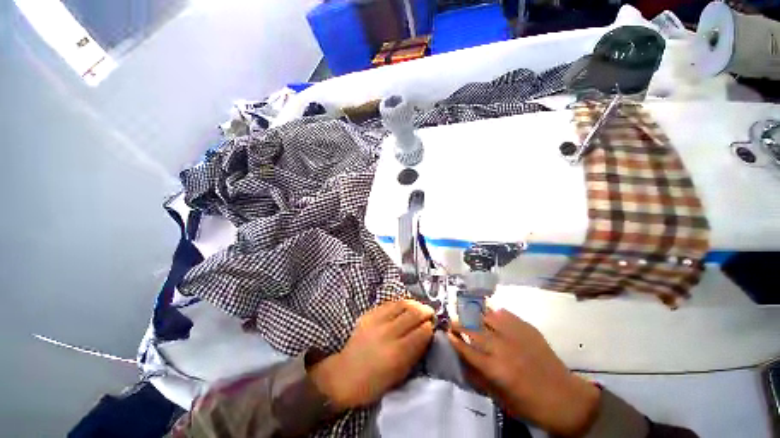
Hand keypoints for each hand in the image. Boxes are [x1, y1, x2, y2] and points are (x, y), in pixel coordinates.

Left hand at [310, 300, 433, 409]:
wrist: (346, 374)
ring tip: (418, 307)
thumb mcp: (400, 374)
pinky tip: (403, 308)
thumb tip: (427, 333)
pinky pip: (389, 304)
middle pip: (413, 313)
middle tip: (429, 313)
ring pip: (402, 304)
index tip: (433, 325)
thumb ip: (415, 352)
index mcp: (397, 353)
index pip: (421, 332)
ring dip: (414, 304)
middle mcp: (388, 333)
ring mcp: (377, 321)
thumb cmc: (375, 382)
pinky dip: (400, 304)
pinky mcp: (369, 314)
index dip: (430, 326)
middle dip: (425, 311)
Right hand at [448, 309, 599, 436]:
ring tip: (467, 311)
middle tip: (452, 319)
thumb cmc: (530, 405)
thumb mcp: (501, 399)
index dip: (454, 339)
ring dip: (474, 314)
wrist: (565, 398)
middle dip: (459, 323)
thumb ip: (479, 379)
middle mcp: (500, 347)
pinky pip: (504, 313)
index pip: (465, 348)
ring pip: (486, 316)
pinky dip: (494, 312)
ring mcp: (514, 335)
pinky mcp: (526, 328)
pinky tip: (490, 313)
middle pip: (472, 329)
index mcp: (493, 368)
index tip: (447, 332)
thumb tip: (463, 362)